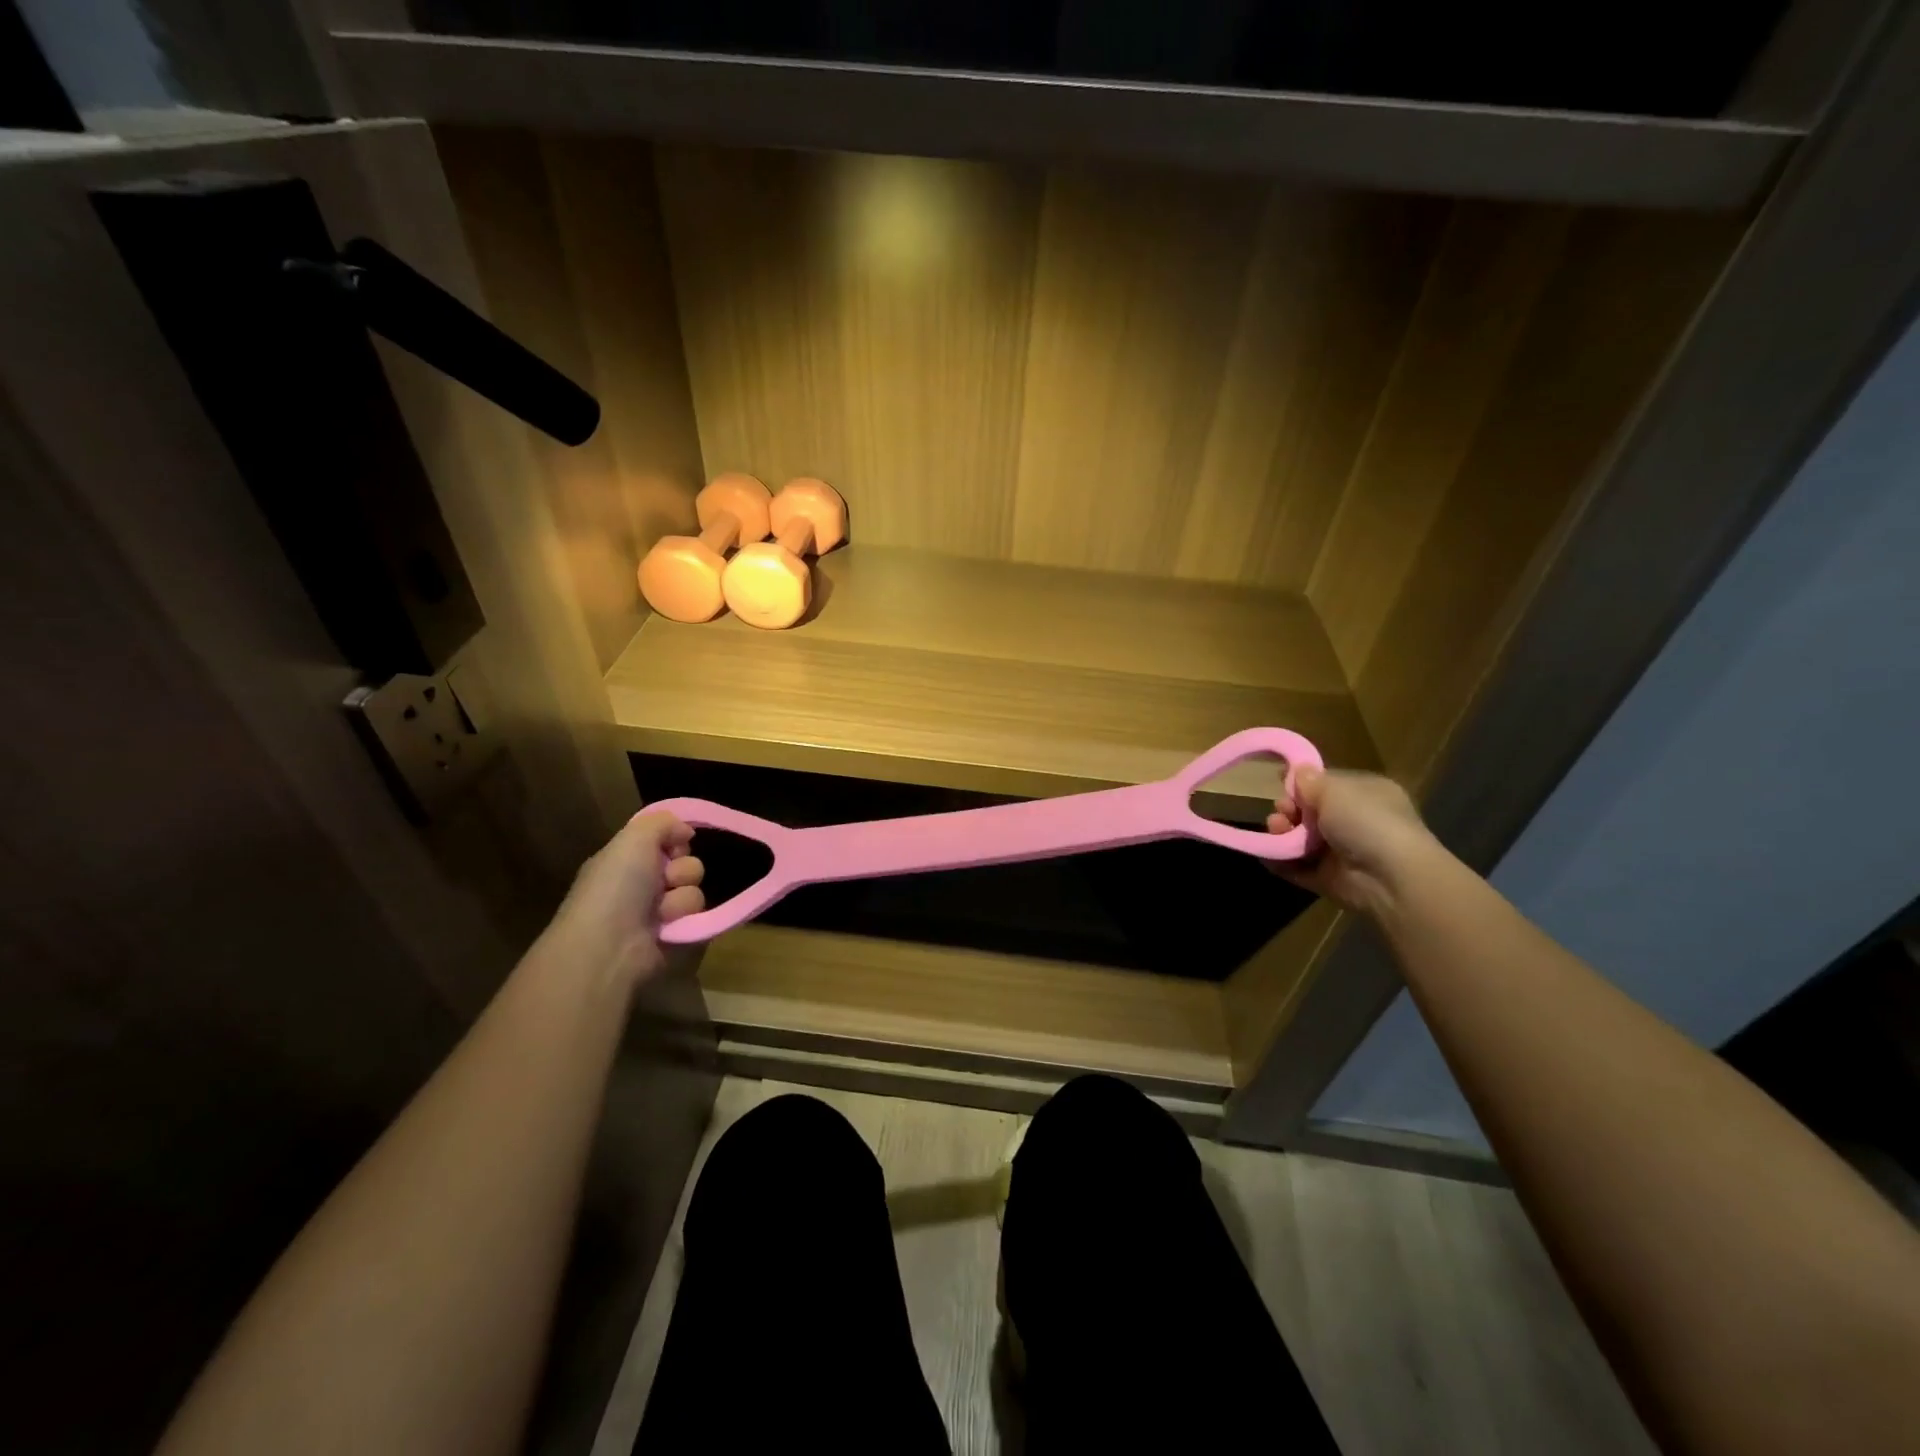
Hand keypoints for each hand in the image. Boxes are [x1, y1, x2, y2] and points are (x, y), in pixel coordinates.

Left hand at [541, 811, 704, 987]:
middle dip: (681, 870)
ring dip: (682, 900)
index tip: (673, 846)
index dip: (674, 841)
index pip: (667, 843)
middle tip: (664, 881)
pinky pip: (700, 918)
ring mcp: (658, 915)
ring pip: (694, 892)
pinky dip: (687, 920)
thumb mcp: (633, 839)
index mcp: (627, 862)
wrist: (610, 946)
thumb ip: (662, 822)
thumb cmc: (616, 888)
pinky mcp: (675, 938)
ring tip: (662, 913)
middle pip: (686, 865)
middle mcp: (642, 887)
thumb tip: (686, 831)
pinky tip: (669, 927)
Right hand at [1268, 767, 1440, 919]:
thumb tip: (1297, 771)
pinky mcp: (1329, 879)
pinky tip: (1265, 853)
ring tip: (1275, 830)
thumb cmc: (1367, 820)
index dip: (1304, 785)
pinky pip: (1297, 867)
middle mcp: (1356, 822)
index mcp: (1366, 794)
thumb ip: (1310, 781)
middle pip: (1310, 812)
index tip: (1282, 783)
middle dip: (1289, 809)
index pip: (1329, 785)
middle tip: (1281, 812)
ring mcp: (1342, 853)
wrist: (1389, 877)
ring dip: (1282, 833)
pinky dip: (1280, 861)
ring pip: (1301, 839)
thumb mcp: (1335, 789)